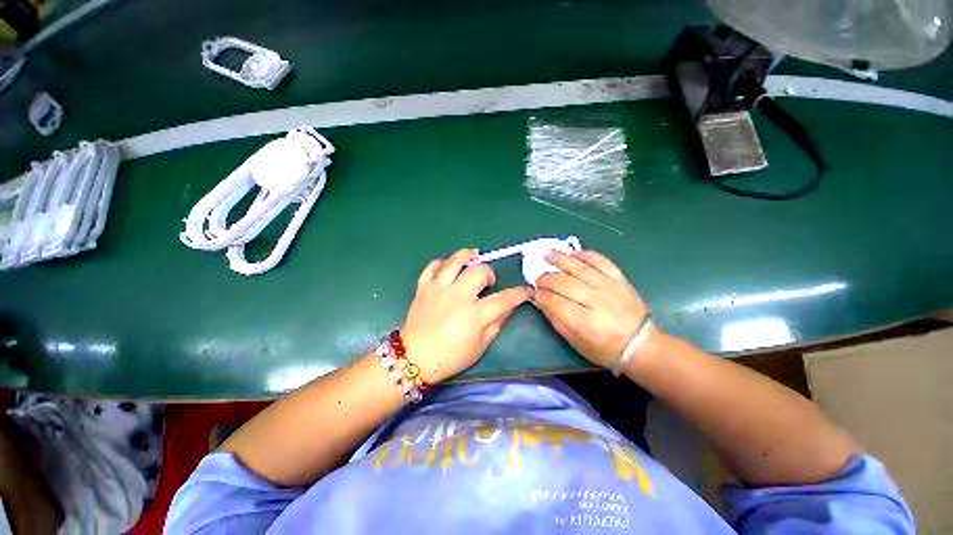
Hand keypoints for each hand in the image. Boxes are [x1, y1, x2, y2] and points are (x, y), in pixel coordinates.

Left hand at [401, 249, 530, 383]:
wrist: (413, 359)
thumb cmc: (450, 357)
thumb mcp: (479, 346)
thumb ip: (496, 324)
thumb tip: (507, 307)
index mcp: (473, 315)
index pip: (503, 299)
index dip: (518, 294)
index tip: (525, 291)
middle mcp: (457, 296)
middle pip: (479, 271)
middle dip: (489, 273)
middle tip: (488, 283)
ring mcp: (438, 289)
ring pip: (455, 261)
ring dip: (468, 255)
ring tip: (474, 257)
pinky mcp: (423, 287)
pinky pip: (433, 266)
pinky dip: (443, 263)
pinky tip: (449, 266)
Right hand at [533, 250, 653, 368]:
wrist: (641, 345)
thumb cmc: (605, 349)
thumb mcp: (576, 342)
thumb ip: (556, 320)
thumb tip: (540, 301)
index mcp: (585, 322)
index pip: (555, 302)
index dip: (541, 295)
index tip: (533, 292)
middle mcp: (596, 301)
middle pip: (564, 283)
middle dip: (546, 279)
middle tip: (538, 279)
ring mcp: (609, 286)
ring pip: (579, 267)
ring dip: (560, 259)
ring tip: (546, 254)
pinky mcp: (619, 278)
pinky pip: (600, 261)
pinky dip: (585, 255)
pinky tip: (573, 253)